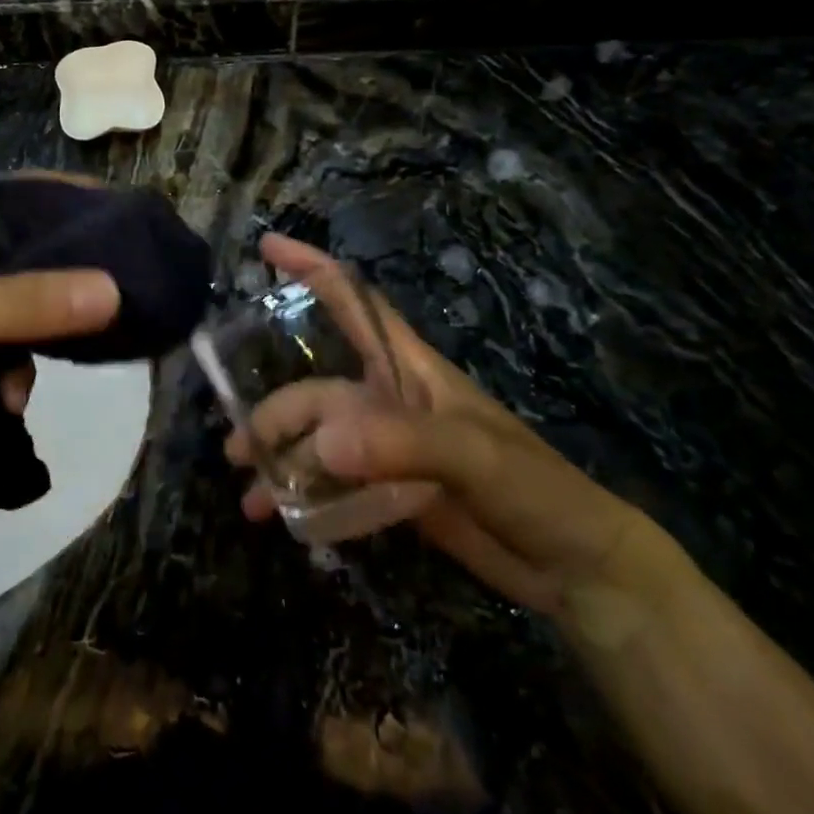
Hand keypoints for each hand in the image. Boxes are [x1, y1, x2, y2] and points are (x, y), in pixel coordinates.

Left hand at [0, 181, 119, 457]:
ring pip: (14, 297)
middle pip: (26, 248)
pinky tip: (3, 397)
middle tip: (106, 311)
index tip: (131, 232)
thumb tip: (112, 290)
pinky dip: (3, 362)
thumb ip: (27, 302)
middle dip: (59, 288)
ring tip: (18, 386)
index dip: (79, 208)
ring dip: (27, 340)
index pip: (26, 192)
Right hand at [226, 235, 656, 617]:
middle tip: (240, 452)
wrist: (573, 567)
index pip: (354, 302)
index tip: (266, 246)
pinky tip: (278, 517)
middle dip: (276, 414)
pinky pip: (332, 483)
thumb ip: (400, 444)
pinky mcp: (388, 490)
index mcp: (409, 369)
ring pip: (317, 440)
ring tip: (250, 494)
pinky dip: (304, 496)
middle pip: (317, 391)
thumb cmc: (533, 488)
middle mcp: (388, 400)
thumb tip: (322, 444)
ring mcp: (386, 448)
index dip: (311, 268)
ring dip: (281, 461)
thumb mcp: (473, 455)